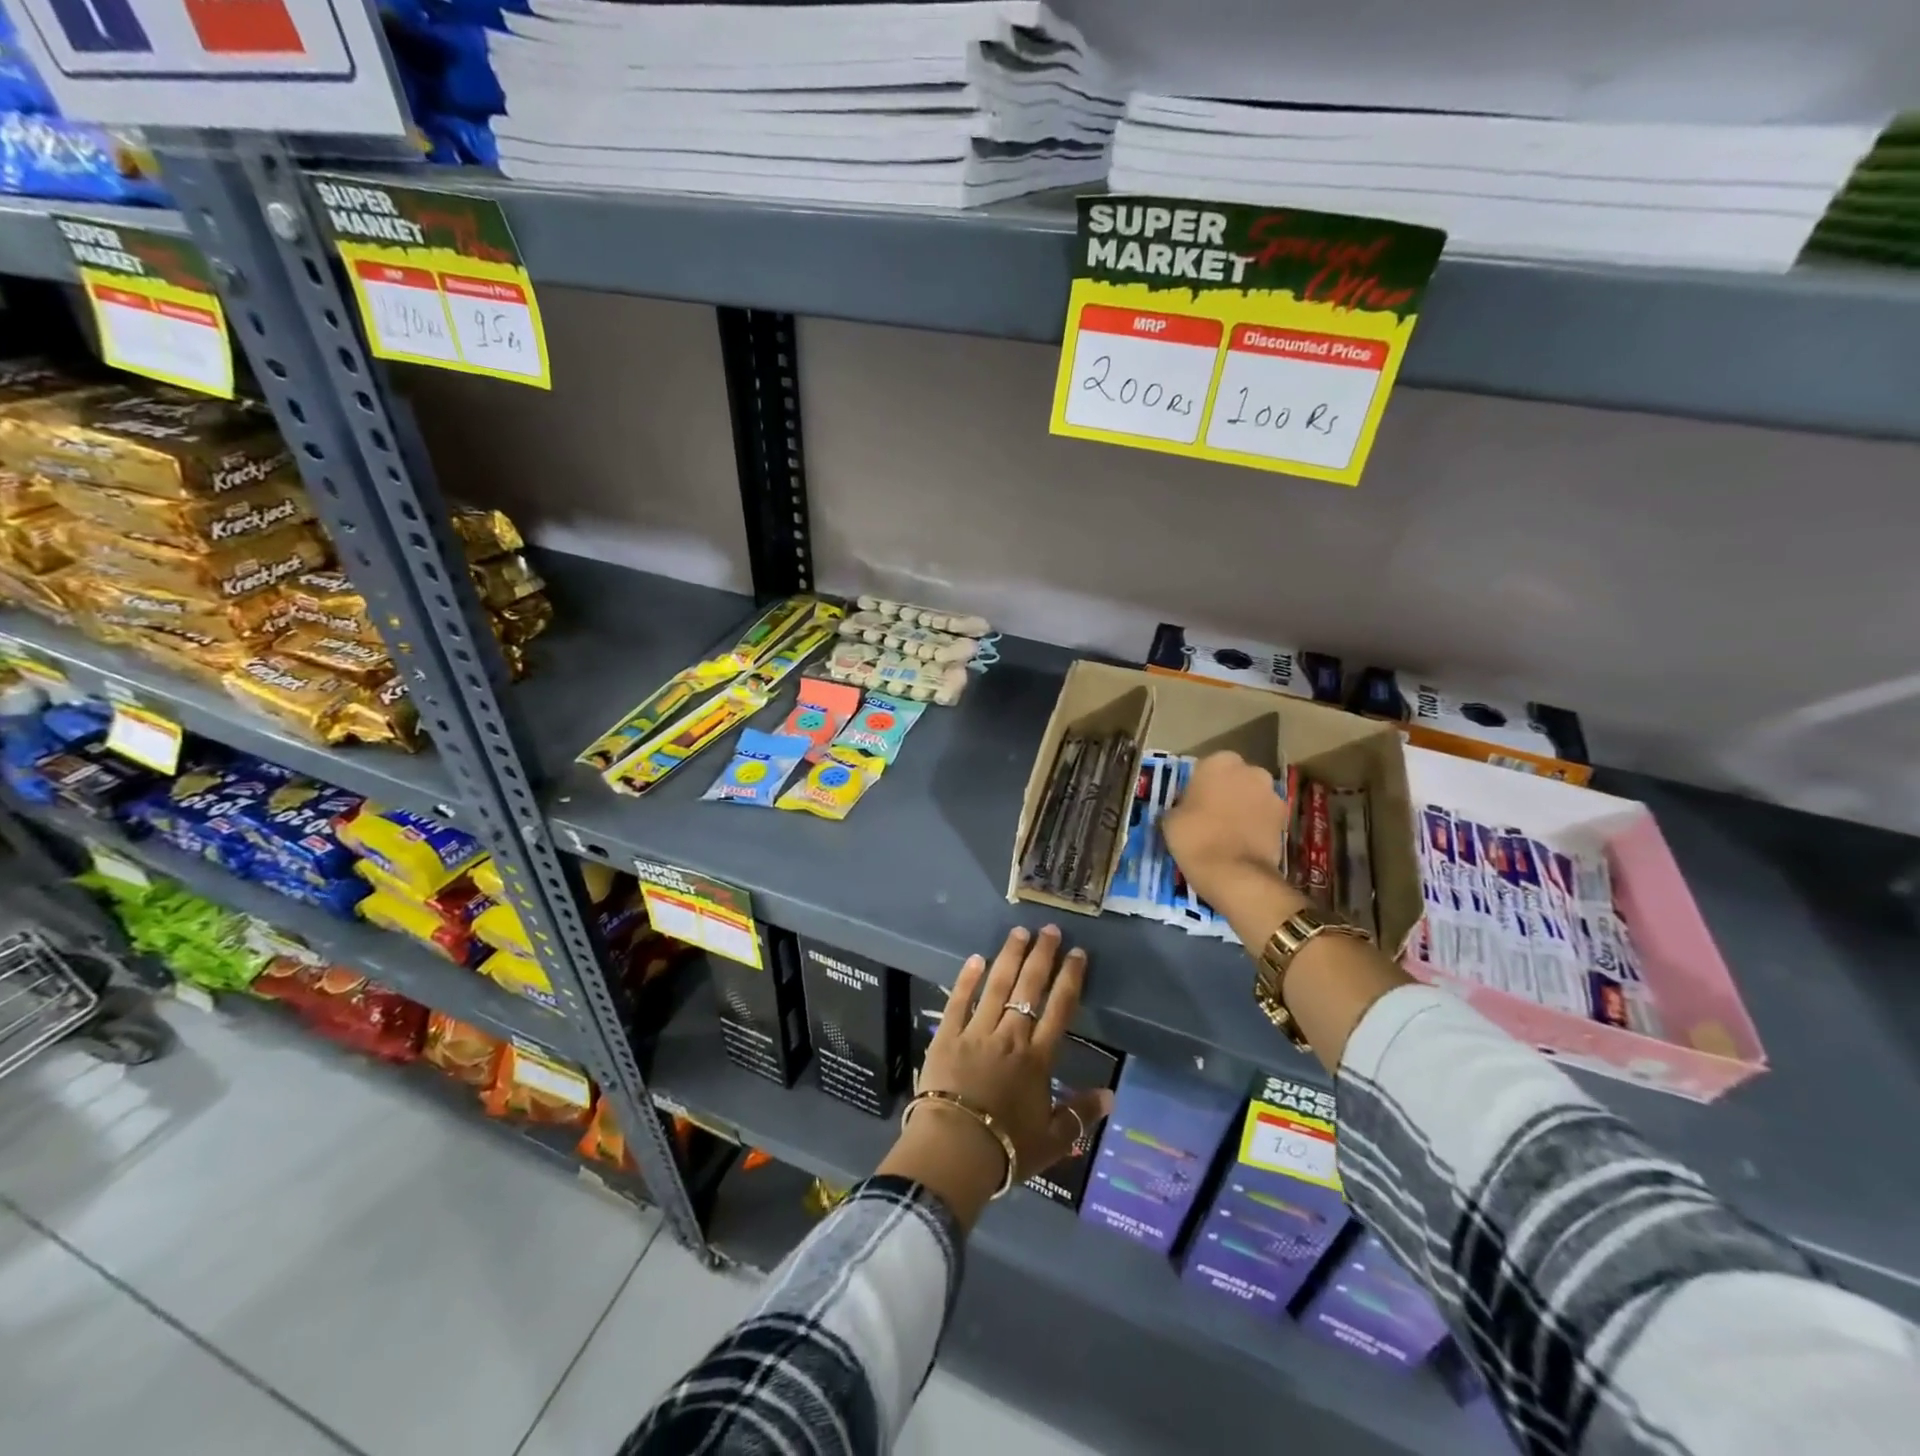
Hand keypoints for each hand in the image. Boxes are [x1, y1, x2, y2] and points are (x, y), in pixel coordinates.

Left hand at [879, 926, 1112, 1226]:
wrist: (954, 1150)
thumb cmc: (1007, 1148)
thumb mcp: (1053, 1140)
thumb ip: (1081, 1114)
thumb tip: (1112, 1095)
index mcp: (1037, 1059)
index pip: (1060, 1009)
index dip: (1070, 978)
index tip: (1077, 953)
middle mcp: (1010, 1036)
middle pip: (1029, 988)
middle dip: (1042, 955)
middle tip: (1049, 929)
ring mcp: (977, 1032)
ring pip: (997, 986)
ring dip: (1010, 957)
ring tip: (1019, 932)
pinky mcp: (947, 1036)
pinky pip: (959, 1000)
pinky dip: (967, 978)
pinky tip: (976, 958)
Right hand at [1161, 750, 1289, 904]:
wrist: (1235, 874)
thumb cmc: (1195, 838)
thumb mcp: (1170, 819)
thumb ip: (1181, 804)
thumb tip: (1186, 808)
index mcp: (1219, 762)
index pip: (1205, 767)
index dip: (1198, 786)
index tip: (1190, 804)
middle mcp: (1250, 770)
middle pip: (1234, 778)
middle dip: (1225, 792)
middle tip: (1209, 815)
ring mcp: (1272, 794)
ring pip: (1252, 796)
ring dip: (1242, 807)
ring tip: (1227, 832)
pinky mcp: (1285, 819)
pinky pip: (1264, 816)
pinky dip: (1255, 825)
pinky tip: (1242, 843)